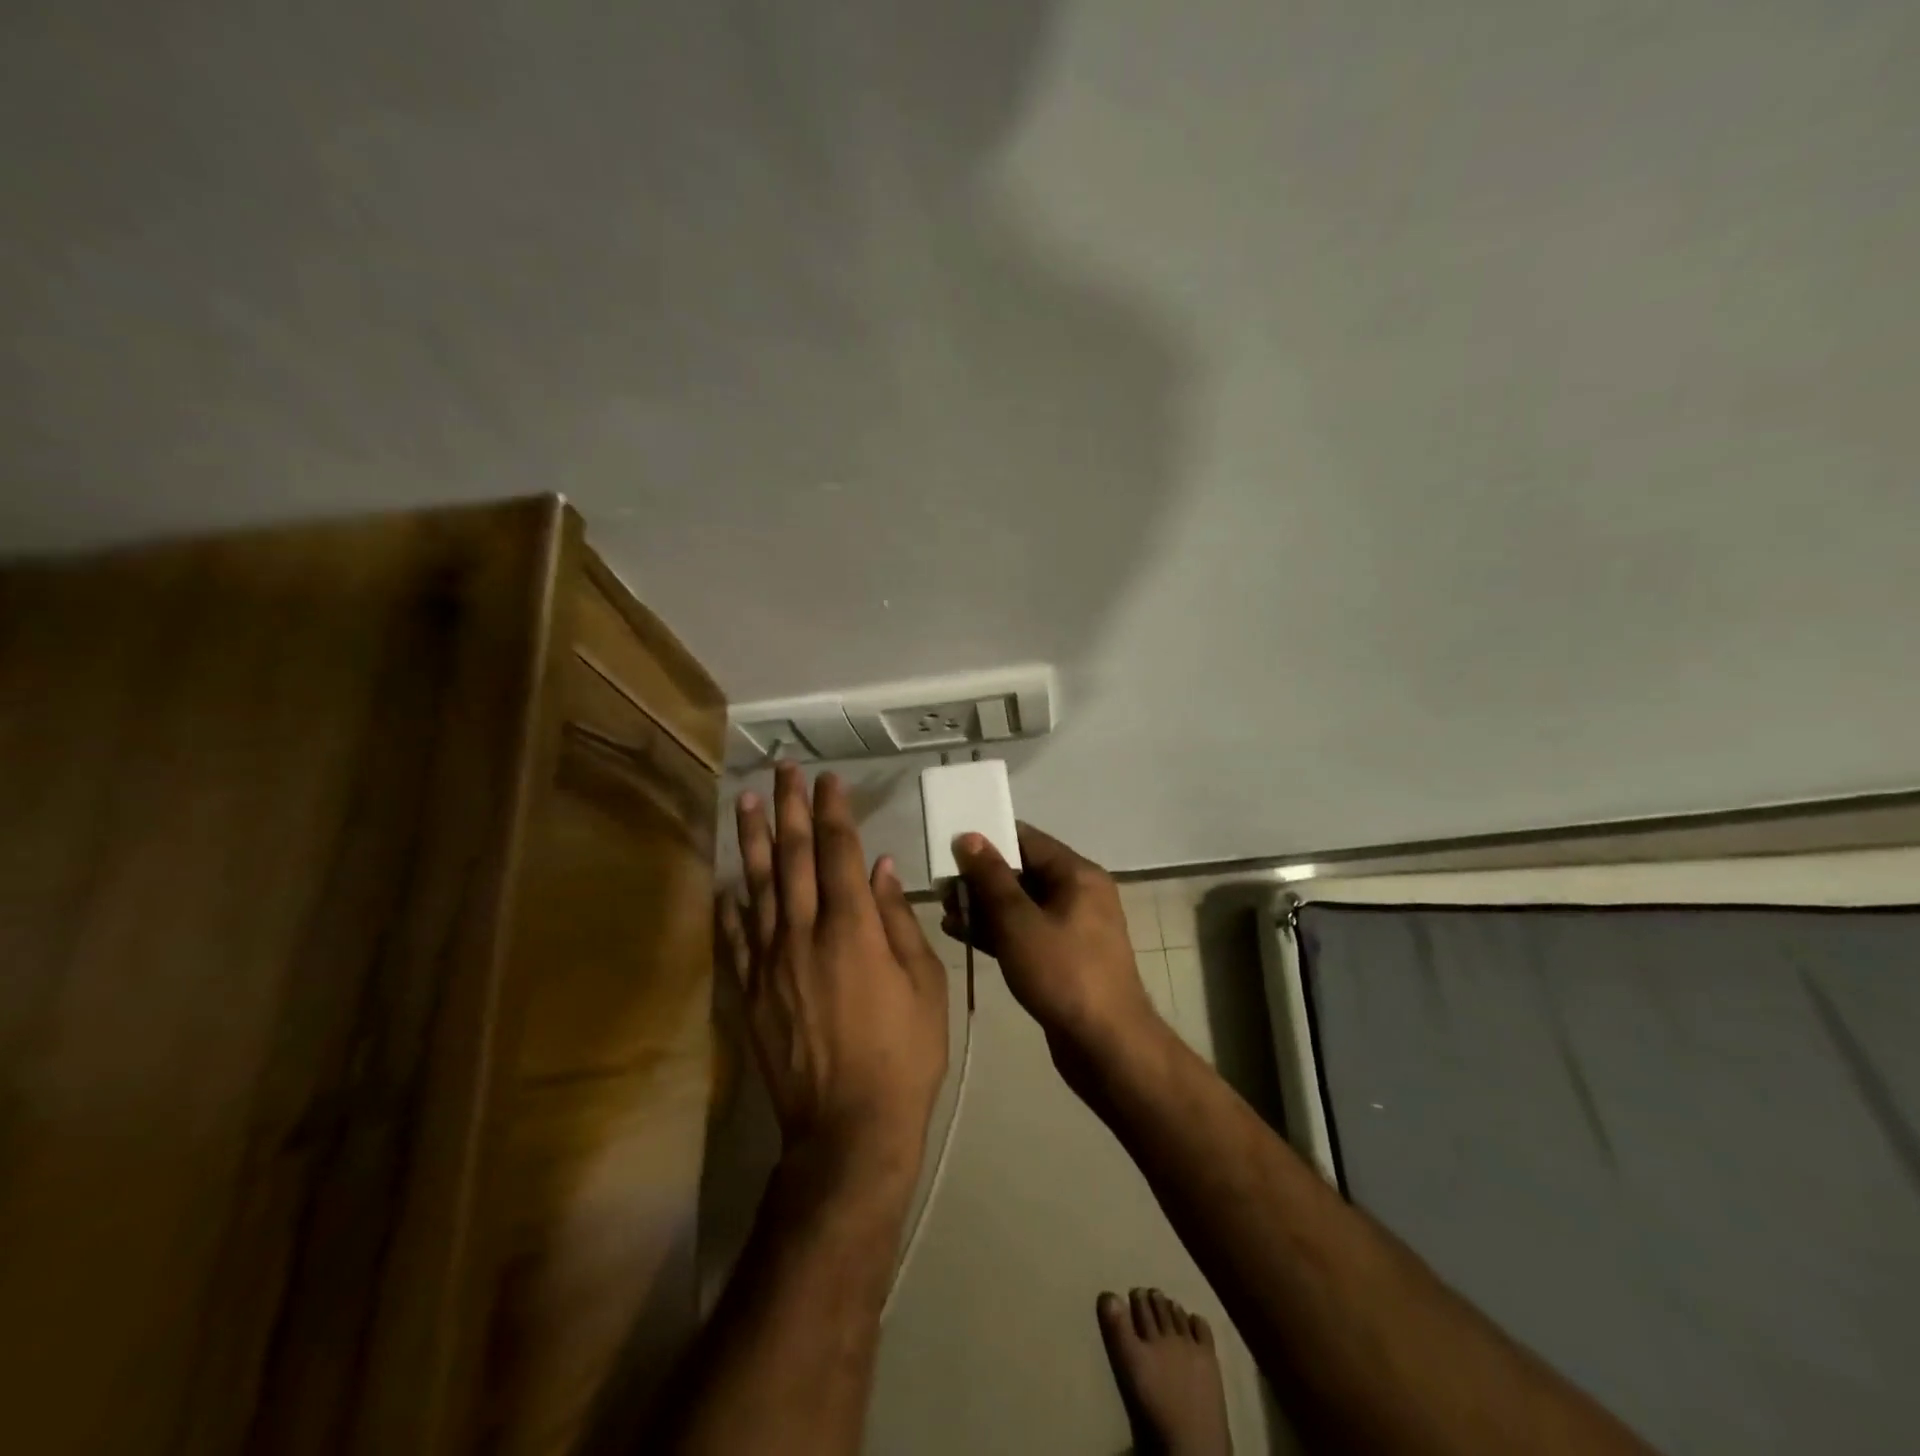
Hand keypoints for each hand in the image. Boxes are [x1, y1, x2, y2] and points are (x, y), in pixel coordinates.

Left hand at [720, 765, 948, 1179]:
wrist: (848, 1127)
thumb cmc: (903, 1054)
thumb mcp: (924, 984)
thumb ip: (900, 922)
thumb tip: (880, 869)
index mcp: (853, 930)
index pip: (838, 852)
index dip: (833, 811)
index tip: (828, 779)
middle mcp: (804, 934)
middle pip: (794, 857)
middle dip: (789, 808)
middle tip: (782, 770)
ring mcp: (770, 962)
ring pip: (758, 887)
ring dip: (753, 841)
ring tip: (745, 802)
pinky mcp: (751, 992)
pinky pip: (734, 938)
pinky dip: (729, 906)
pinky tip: (725, 882)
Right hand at [943, 823, 1159, 1068]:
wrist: (1107, 1046)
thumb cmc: (1063, 973)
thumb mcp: (1019, 922)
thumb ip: (991, 877)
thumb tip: (970, 836)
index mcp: (1078, 874)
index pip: (1027, 840)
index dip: (988, 840)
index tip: (951, 848)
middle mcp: (1079, 893)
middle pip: (1023, 872)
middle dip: (981, 879)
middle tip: (942, 889)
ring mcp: (1073, 927)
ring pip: (1022, 905)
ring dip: (984, 907)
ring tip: (945, 913)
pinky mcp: (1064, 957)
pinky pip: (1026, 931)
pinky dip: (998, 931)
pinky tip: (962, 934)